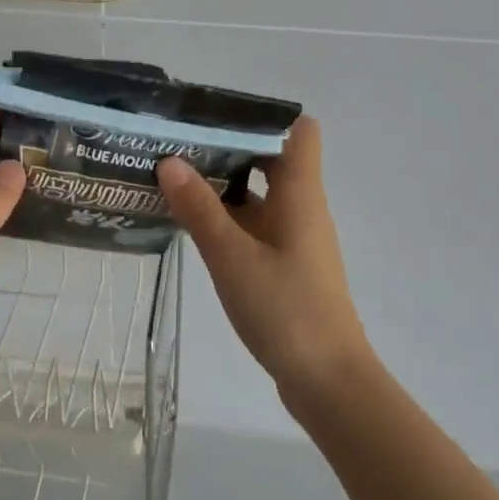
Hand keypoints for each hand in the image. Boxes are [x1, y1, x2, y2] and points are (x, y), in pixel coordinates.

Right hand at [156, 117, 373, 408]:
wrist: (328, 382)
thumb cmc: (286, 311)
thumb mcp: (233, 258)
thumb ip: (201, 209)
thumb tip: (170, 160)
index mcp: (300, 194)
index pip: (299, 132)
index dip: (264, 117)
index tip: (217, 118)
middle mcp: (301, 208)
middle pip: (270, 159)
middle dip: (227, 149)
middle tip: (178, 145)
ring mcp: (294, 239)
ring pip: (258, 196)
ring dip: (222, 186)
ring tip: (172, 178)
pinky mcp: (284, 266)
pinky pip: (254, 227)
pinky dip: (226, 219)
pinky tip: (190, 225)